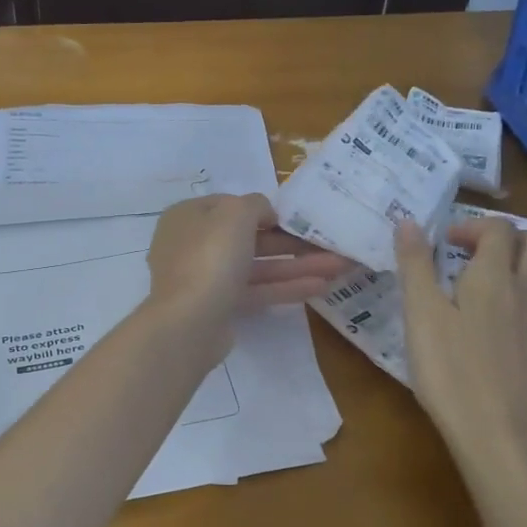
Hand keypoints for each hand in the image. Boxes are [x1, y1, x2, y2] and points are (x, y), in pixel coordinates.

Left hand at [147, 194, 351, 350]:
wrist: (187, 322)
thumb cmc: (210, 255)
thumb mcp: (235, 213)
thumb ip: (256, 204)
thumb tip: (265, 213)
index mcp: (190, 216)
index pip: (232, 205)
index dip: (264, 209)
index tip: (295, 216)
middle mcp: (194, 244)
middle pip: (249, 238)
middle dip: (292, 241)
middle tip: (329, 242)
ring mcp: (206, 278)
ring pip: (258, 266)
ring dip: (297, 265)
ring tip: (339, 266)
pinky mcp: (220, 307)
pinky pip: (257, 291)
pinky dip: (286, 287)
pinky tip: (321, 286)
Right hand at [395, 216, 526, 468]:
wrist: (500, 435)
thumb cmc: (451, 371)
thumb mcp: (421, 315)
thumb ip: (416, 265)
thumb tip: (409, 221)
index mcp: (495, 276)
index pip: (498, 228)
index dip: (471, 226)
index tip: (445, 245)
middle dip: (505, 238)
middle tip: (470, 256)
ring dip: (519, 265)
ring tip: (485, 286)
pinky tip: (502, 324)